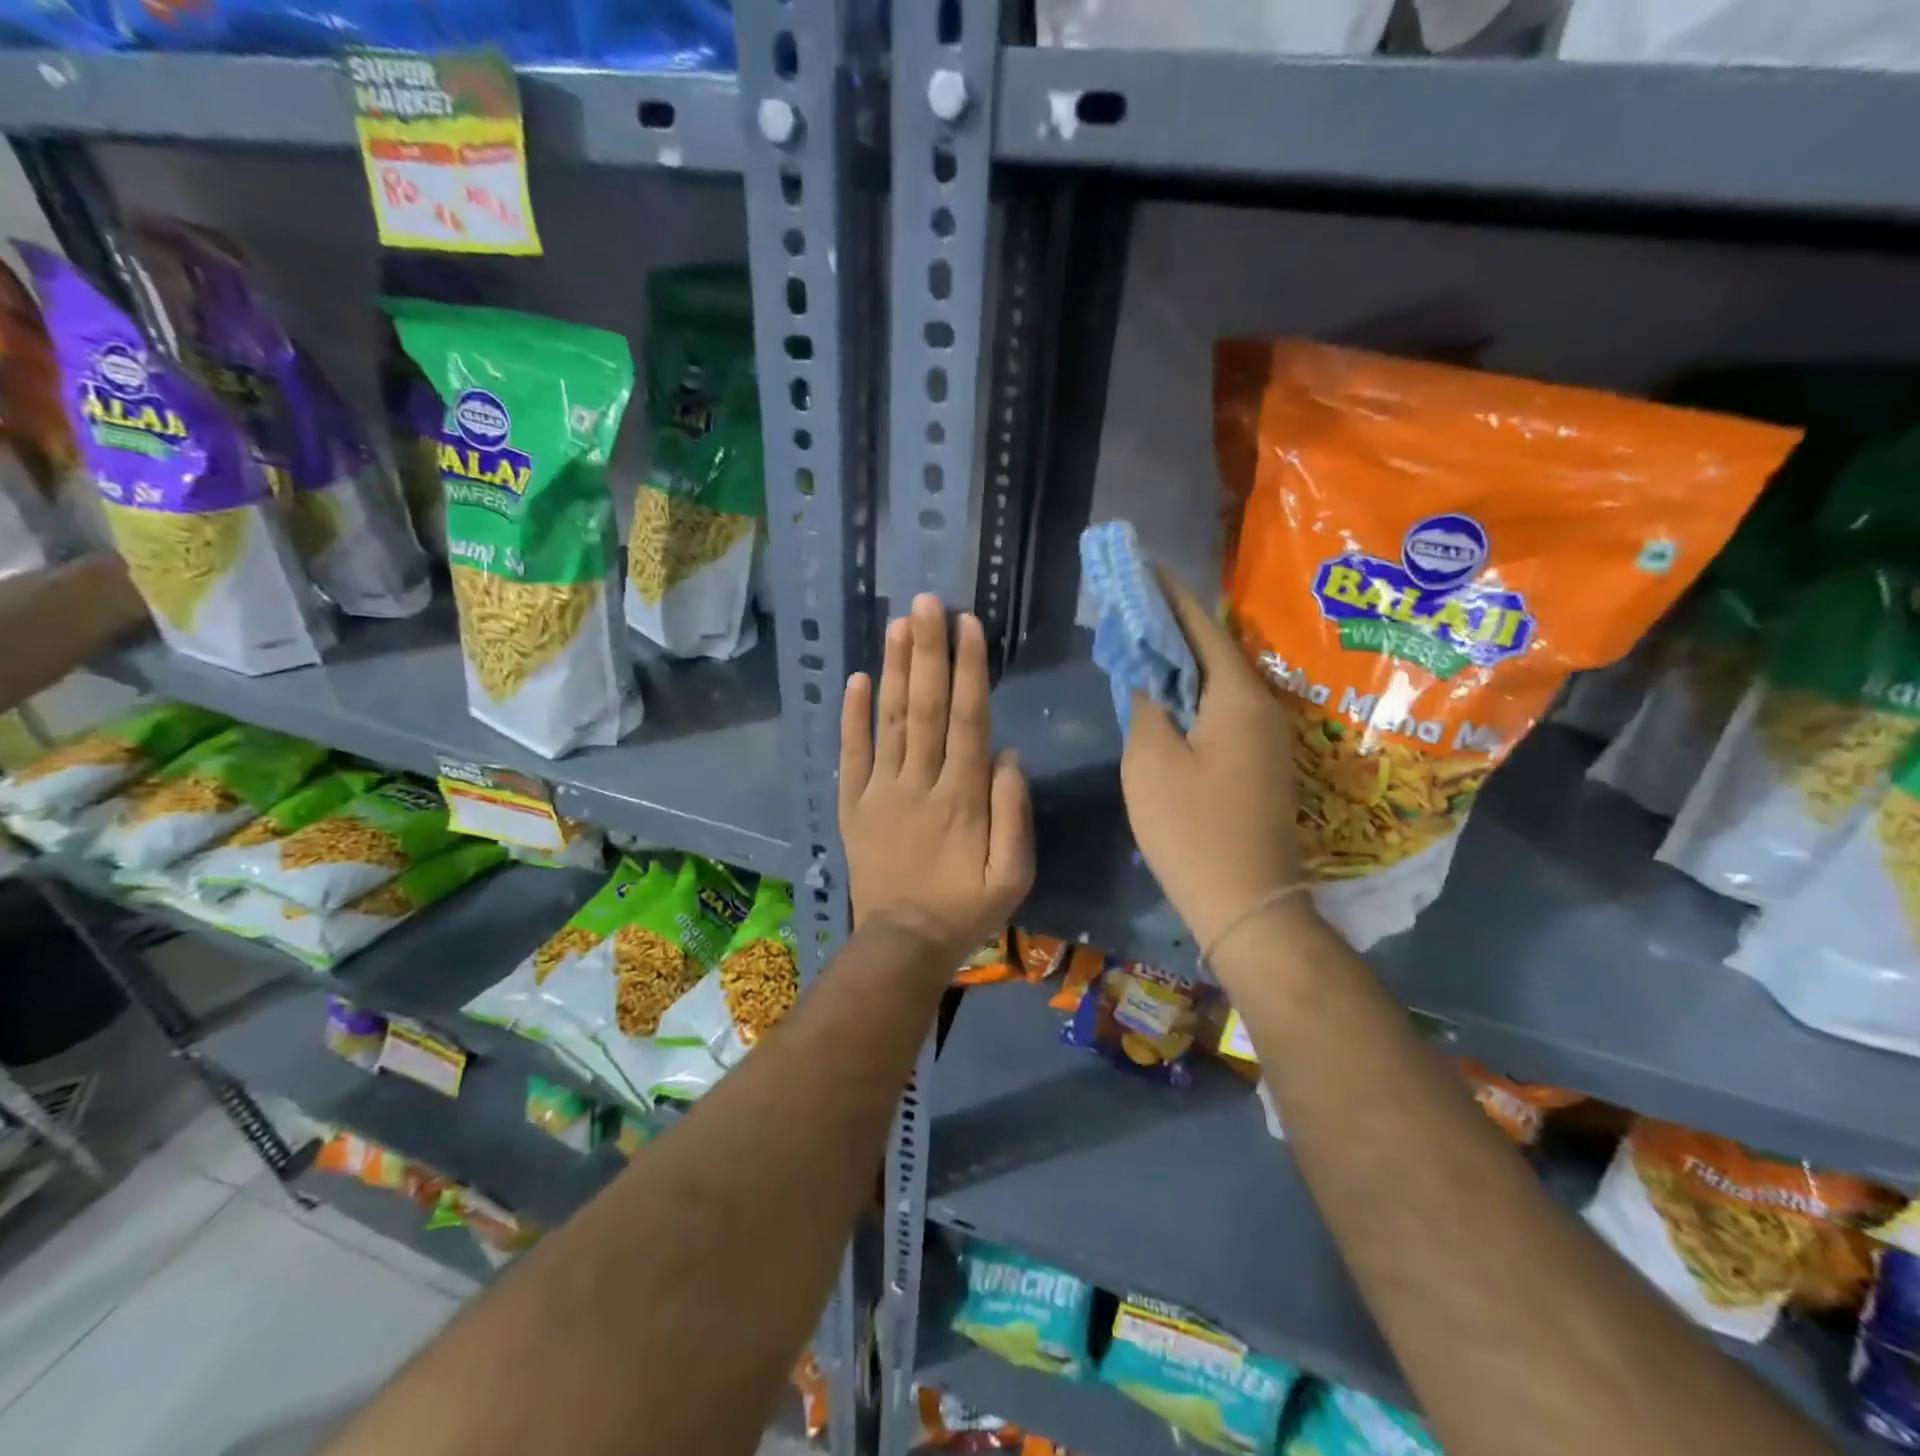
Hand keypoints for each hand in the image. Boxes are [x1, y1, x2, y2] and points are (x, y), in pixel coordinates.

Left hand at [840, 594, 1033, 959]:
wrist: (903, 944)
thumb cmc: (966, 908)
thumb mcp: (1013, 874)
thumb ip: (1014, 813)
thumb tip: (1008, 754)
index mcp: (962, 797)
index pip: (968, 720)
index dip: (968, 669)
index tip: (966, 624)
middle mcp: (920, 782)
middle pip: (925, 707)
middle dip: (927, 651)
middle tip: (926, 602)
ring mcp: (881, 791)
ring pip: (889, 721)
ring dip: (893, 670)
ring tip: (897, 624)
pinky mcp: (853, 805)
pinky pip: (851, 755)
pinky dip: (852, 717)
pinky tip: (856, 679)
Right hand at [1120, 573, 1305, 954]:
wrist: (1247, 903)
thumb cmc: (1191, 828)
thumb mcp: (1150, 760)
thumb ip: (1146, 704)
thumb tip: (1149, 675)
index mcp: (1238, 696)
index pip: (1201, 626)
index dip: (1169, 595)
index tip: (1144, 568)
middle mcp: (1263, 707)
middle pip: (1214, 651)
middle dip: (1174, 627)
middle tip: (1133, 609)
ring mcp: (1268, 738)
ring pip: (1220, 683)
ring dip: (1183, 664)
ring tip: (1143, 647)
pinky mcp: (1262, 764)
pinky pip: (1225, 712)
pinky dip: (1194, 697)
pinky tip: (1167, 701)